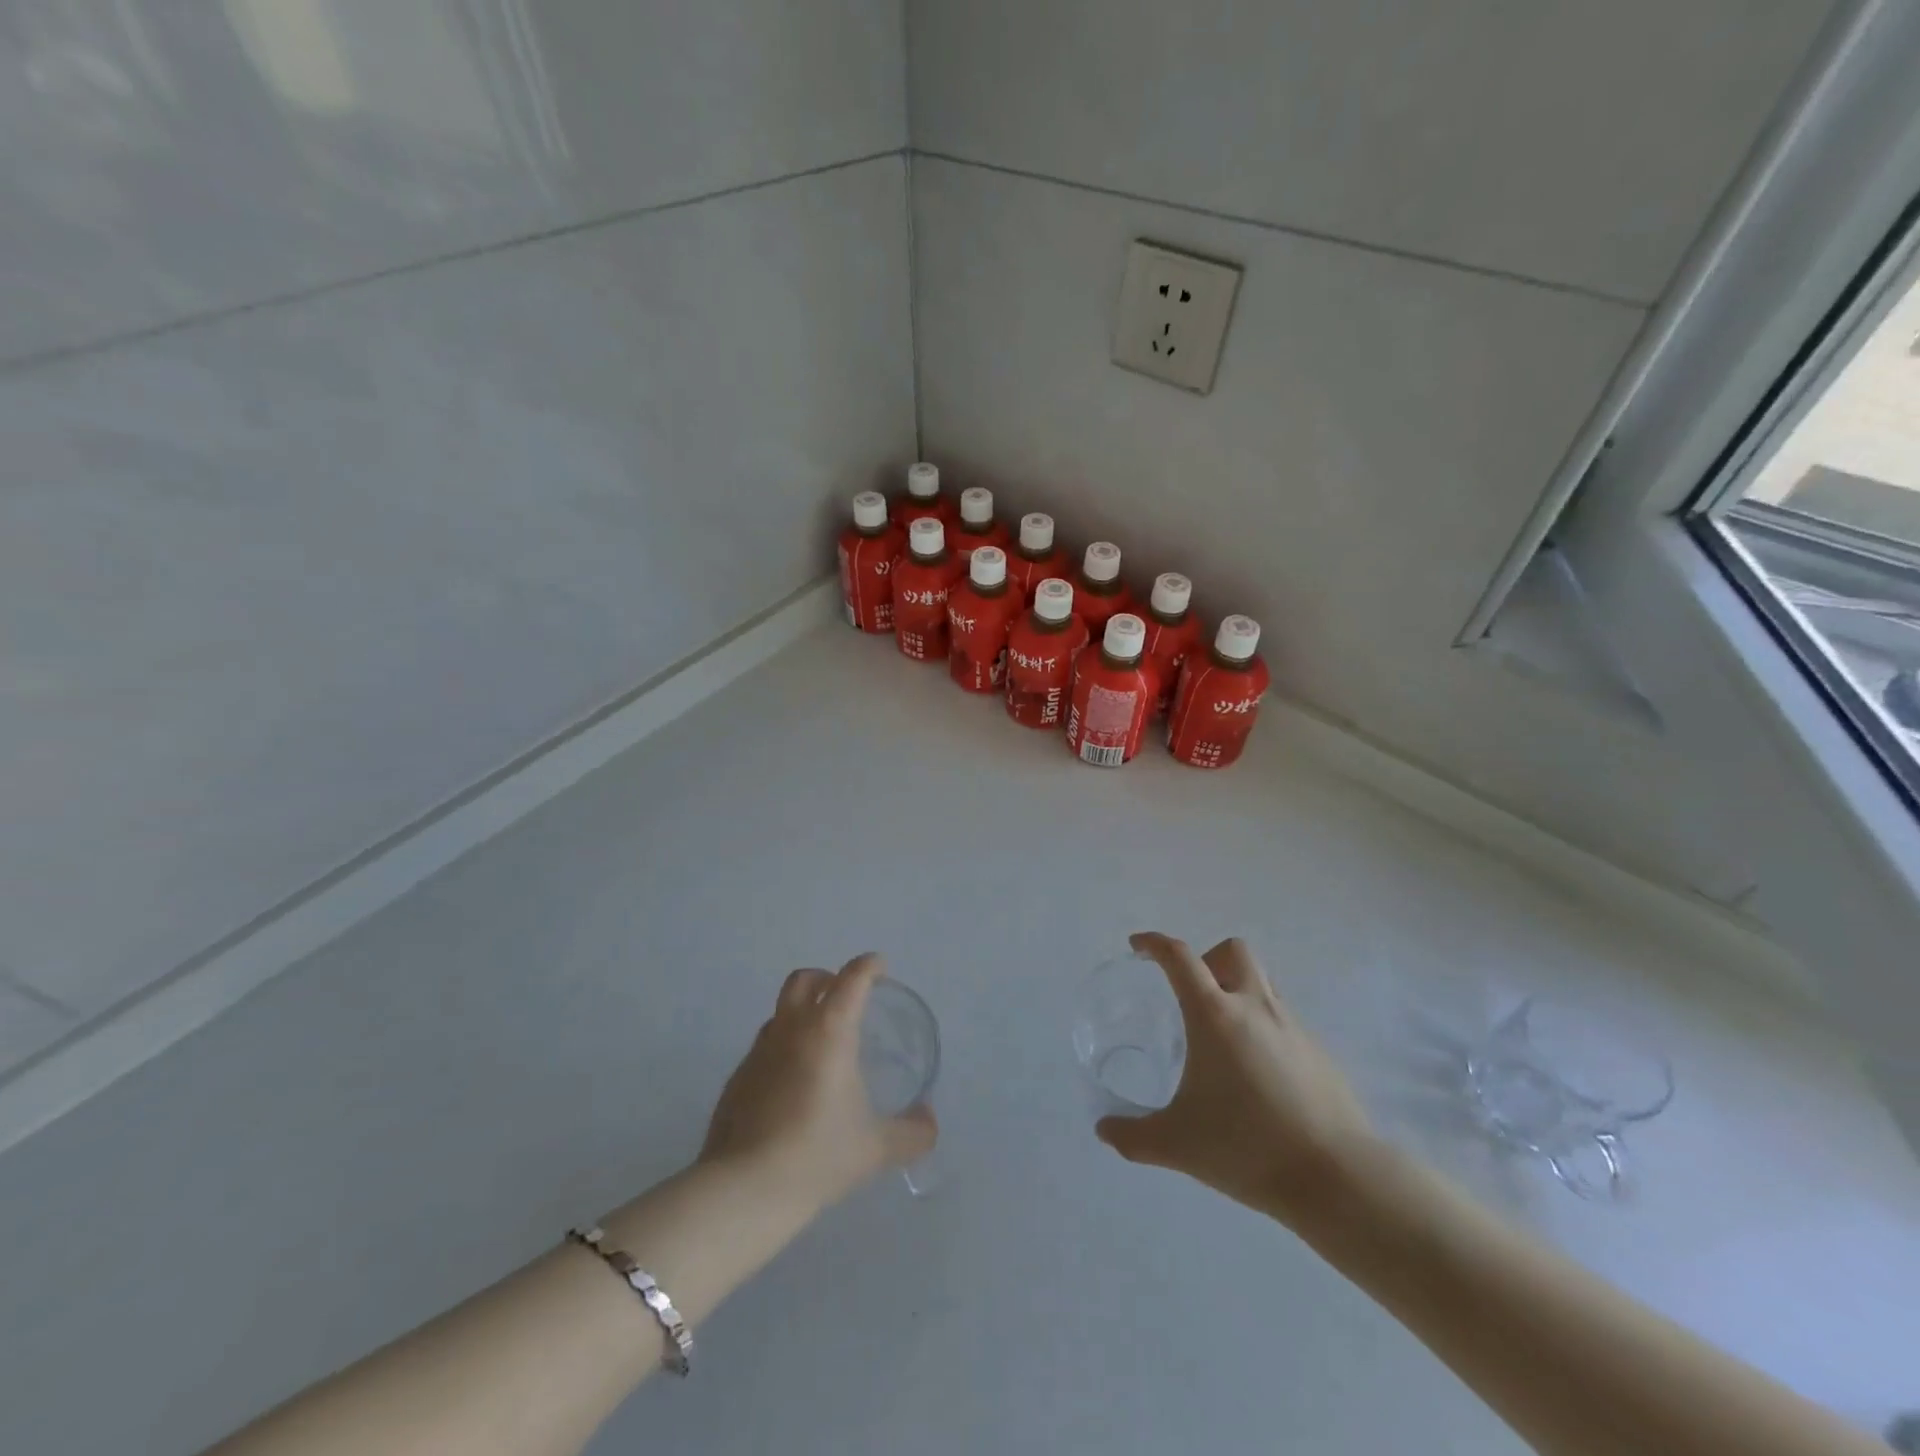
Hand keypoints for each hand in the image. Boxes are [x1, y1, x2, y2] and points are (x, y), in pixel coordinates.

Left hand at [699, 952, 936, 1214]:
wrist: (744, 1190)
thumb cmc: (818, 1155)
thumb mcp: (877, 1148)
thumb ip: (912, 1132)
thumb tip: (929, 1121)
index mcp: (829, 1031)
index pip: (852, 979)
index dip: (868, 966)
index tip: (880, 967)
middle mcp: (791, 1029)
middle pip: (805, 980)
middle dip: (828, 978)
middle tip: (846, 997)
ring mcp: (758, 1051)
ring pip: (781, 1012)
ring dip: (802, 1013)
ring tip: (821, 1044)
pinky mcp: (737, 1078)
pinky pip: (764, 1047)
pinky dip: (783, 1049)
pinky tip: (793, 1085)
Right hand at [1097, 933, 1375, 1222]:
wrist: (1338, 1178)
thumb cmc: (1248, 1147)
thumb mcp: (1178, 1145)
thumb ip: (1134, 1136)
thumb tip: (1104, 1130)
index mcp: (1214, 1015)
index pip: (1180, 957)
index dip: (1155, 944)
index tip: (1138, 947)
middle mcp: (1255, 1007)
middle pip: (1232, 951)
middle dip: (1207, 959)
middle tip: (1191, 994)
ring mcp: (1293, 1027)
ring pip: (1263, 982)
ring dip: (1238, 990)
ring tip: (1223, 1036)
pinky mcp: (1319, 1052)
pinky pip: (1284, 1019)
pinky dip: (1264, 1027)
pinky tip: (1258, 1074)